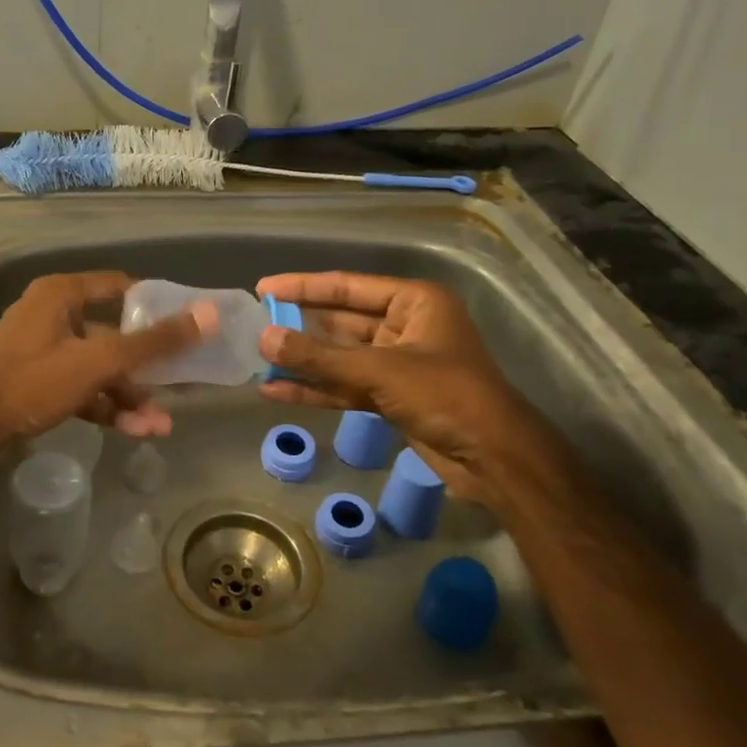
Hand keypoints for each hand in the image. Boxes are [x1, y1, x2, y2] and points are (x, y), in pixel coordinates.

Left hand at [0, 272, 213, 448]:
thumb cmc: (33, 382)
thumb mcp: (98, 361)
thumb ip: (154, 341)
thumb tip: (209, 314)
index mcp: (60, 295)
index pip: (119, 288)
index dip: (154, 306)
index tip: (186, 326)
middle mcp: (52, 316)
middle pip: (113, 334)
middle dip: (146, 367)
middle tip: (179, 385)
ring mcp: (43, 352)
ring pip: (99, 368)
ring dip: (129, 395)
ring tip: (160, 425)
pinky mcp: (38, 384)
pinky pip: (82, 388)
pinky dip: (105, 406)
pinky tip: (135, 430)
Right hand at [253, 271, 547, 504]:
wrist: (494, 458)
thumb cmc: (446, 395)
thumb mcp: (379, 371)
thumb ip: (320, 357)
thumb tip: (263, 339)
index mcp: (414, 302)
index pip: (347, 287)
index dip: (303, 287)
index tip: (263, 288)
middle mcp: (404, 326)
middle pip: (340, 322)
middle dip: (299, 327)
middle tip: (253, 326)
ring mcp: (397, 364)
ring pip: (339, 358)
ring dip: (303, 361)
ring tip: (257, 359)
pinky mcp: (390, 397)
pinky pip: (345, 387)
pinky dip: (315, 390)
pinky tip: (275, 392)